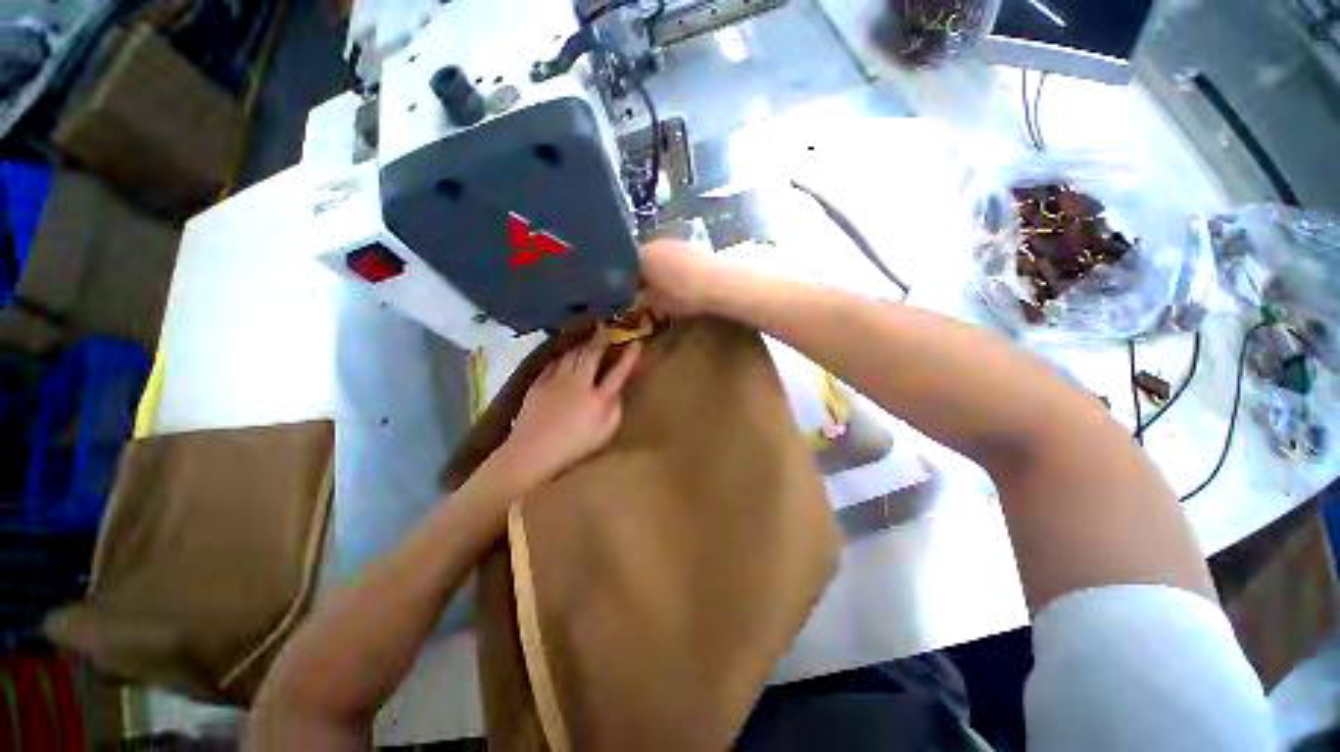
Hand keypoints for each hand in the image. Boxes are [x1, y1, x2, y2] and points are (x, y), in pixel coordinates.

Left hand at [493, 330, 641, 490]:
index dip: (629, 357)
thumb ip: (615, 410)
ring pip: (571, 355)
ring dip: (581, 344)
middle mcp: (579, 383)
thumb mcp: (605, 433)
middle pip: (592, 355)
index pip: (619, 372)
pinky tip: (563, 354)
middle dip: (602, 339)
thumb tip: (617, 392)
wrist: (532, 452)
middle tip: (607, 327)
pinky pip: (553, 363)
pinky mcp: (539, 383)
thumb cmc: (574, 447)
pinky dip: (561, 356)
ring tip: (586, 336)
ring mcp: (557, 381)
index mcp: (599, 398)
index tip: (637, 343)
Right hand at [640, 240, 741, 316]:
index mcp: (644, 255)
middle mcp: (659, 243)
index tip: (639, 296)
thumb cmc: (682, 295)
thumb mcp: (659, 305)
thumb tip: (639, 300)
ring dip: (668, 271)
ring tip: (674, 290)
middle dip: (652, 275)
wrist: (719, 282)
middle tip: (656, 294)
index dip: (634, 283)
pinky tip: (690, 284)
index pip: (631, 267)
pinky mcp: (699, 245)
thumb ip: (646, 301)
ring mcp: (680, 242)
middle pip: (650, 259)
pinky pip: (684, 259)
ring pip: (668, 257)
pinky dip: (683, 269)